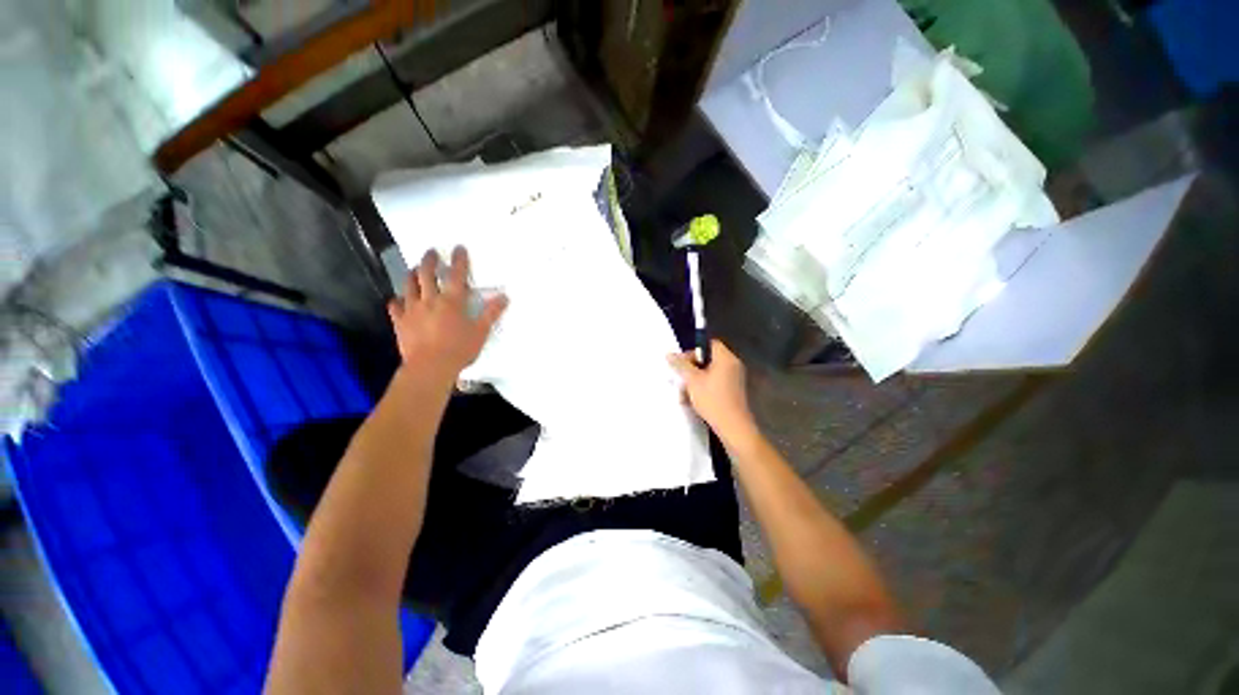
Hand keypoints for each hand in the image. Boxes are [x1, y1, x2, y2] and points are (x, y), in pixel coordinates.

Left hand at [387, 247, 507, 383]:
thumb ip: (491, 313)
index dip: (459, 260)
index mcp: (452, 301)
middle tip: (431, 252)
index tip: (458, 248)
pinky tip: (398, 300)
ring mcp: (412, 310)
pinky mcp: (400, 322)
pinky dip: (397, 301)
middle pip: (427, 274)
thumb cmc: (460, 349)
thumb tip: (504, 296)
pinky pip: (396, 307)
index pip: (457, 275)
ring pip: (409, 286)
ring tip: (414, 269)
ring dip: (412, 275)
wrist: (430, 367)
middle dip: (430, 261)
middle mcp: (430, 300)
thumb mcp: (481, 332)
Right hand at [668, 340, 756, 440]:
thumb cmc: (712, 399)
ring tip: (683, 395)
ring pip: (709, 374)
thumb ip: (680, 365)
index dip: (693, 351)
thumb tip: (669, 354)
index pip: (709, 344)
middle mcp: (732, 365)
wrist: (733, 427)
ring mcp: (734, 379)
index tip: (682, 363)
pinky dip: (703, 389)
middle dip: (691, 369)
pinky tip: (691, 402)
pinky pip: (715, 384)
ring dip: (694, 382)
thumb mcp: (692, 381)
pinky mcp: (732, 392)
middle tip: (680, 379)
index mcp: (725, 358)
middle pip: (707, 360)